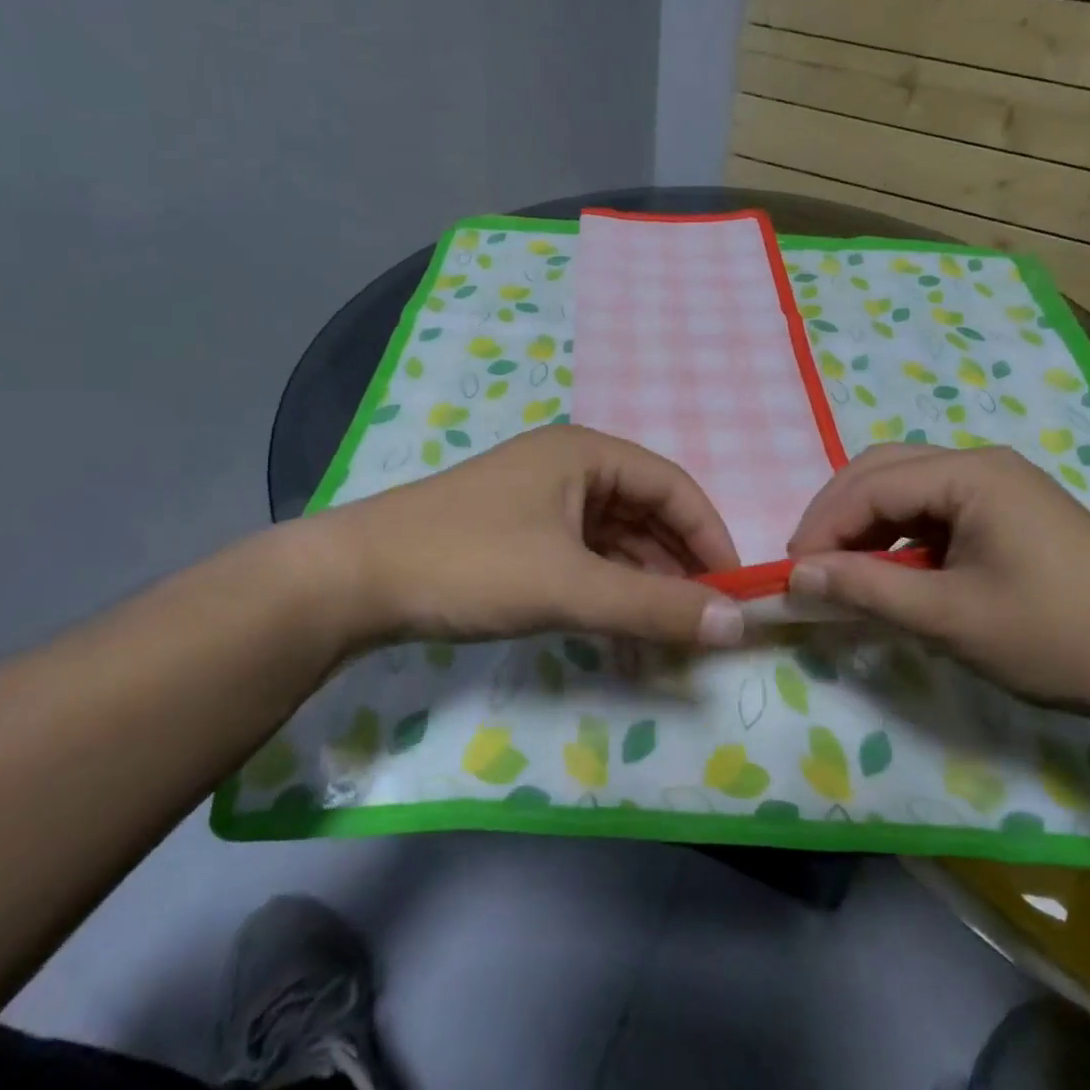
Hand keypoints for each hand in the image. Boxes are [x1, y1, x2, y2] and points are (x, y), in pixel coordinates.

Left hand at [296, 424, 745, 654]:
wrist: (352, 581)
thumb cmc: (470, 565)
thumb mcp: (569, 586)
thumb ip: (654, 606)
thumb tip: (736, 625)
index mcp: (586, 454)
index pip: (674, 485)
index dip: (710, 535)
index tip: (735, 590)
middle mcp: (568, 468)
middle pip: (646, 512)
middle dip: (678, 565)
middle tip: (704, 621)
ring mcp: (540, 502)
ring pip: (615, 540)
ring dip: (643, 583)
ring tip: (668, 635)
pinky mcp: (518, 535)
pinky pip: (583, 558)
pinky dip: (607, 590)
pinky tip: (620, 629)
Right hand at [785, 444, 1089, 725]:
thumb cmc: (1060, 637)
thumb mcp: (952, 619)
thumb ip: (867, 590)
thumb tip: (796, 575)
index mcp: (969, 474)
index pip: (870, 485)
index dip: (822, 526)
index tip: (790, 574)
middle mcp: (980, 463)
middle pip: (882, 471)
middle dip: (837, 515)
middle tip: (808, 566)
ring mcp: (998, 486)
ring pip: (906, 488)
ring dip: (866, 525)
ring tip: (840, 571)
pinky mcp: (1008, 512)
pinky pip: (933, 510)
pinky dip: (899, 536)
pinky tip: (891, 571)